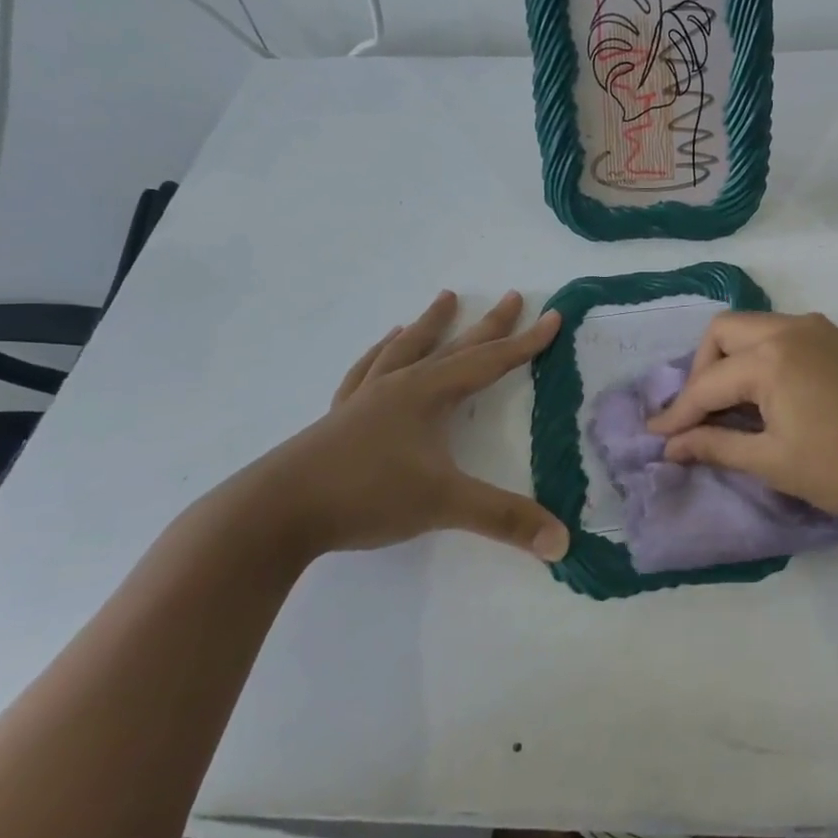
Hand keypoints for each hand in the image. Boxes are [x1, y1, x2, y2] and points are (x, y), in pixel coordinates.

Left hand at [251, 290, 570, 560]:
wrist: (275, 512)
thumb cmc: (366, 495)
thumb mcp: (444, 504)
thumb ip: (504, 519)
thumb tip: (562, 541)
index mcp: (428, 395)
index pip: (489, 362)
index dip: (526, 342)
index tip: (553, 317)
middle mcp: (400, 386)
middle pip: (453, 347)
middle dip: (488, 325)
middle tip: (511, 296)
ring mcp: (366, 399)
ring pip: (406, 349)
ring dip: (429, 325)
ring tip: (444, 301)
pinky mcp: (340, 418)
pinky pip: (367, 372)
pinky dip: (381, 353)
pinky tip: (384, 346)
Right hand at [646, 311, 837, 528]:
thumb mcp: (775, 462)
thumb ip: (718, 446)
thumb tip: (672, 446)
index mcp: (770, 356)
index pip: (707, 382)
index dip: (677, 414)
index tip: (656, 438)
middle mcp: (790, 329)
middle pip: (723, 332)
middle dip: (701, 370)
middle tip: (699, 414)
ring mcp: (819, 330)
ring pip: (754, 329)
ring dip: (731, 361)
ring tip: (729, 406)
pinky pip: (782, 336)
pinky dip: (760, 359)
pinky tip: (767, 396)